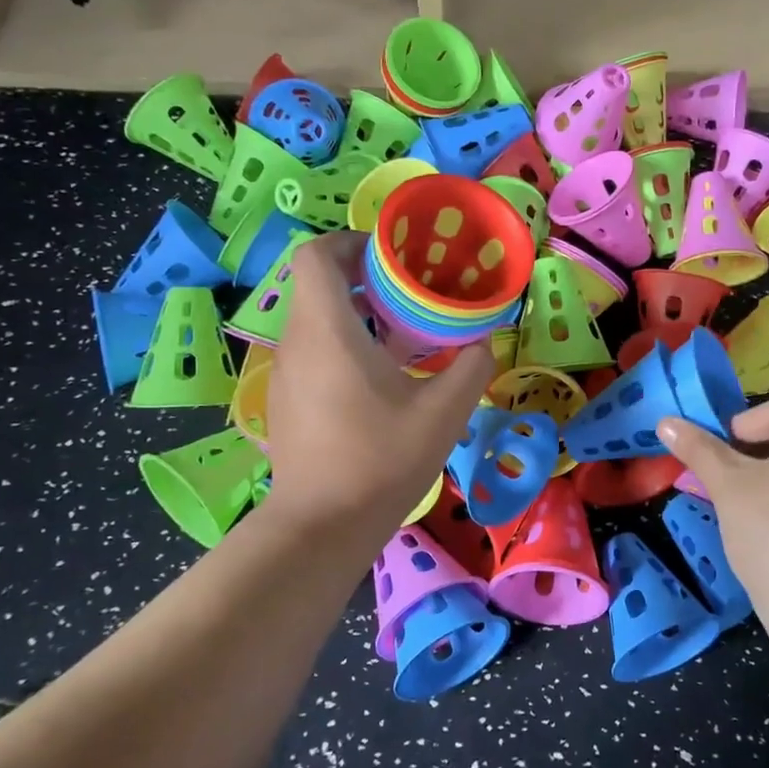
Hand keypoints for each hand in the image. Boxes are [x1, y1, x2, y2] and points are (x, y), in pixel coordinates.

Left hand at [262, 233, 494, 538]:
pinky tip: (379, 377)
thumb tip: (481, 340)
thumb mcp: (444, 413)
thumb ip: (471, 366)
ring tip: (402, 333)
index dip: (351, 241)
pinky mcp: (287, 398)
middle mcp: (297, 341)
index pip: (316, 255)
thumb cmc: (380, 460)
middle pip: (318, 283)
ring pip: (316, 317)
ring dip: (356, 312)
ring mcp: (286, 372)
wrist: (321, 526)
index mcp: (328, 330)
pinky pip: (313, 348)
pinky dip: (344, 343)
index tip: (391, 255)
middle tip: (410, 292)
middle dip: (364, 277)